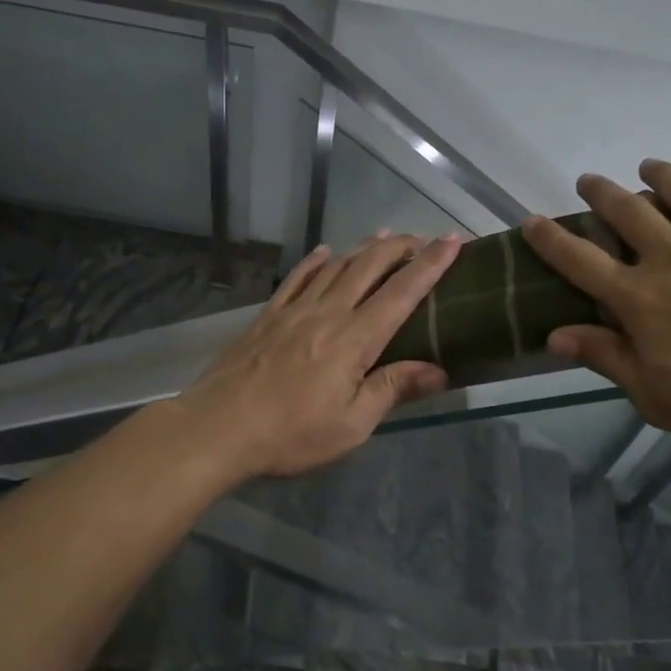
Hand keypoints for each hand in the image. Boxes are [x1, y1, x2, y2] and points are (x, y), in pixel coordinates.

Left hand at [175, 231, 461, 480]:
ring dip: (363, 248)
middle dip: (399, 248)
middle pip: (369, 268)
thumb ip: (392, 390)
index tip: (452, 241)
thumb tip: (439, 370)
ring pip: (335, 267)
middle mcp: (327, 313)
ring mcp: (294, 310)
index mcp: (354, 339)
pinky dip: (314, 261)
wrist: (218, 428)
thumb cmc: (291, 434)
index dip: (431, 265)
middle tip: (422, 237)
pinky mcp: (268, 316)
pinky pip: (296, 278)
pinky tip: (324, 252)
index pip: (402, 293)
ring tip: (384, 236)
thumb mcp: (351, 425)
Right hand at [521, 156, 670, 458]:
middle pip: (625, 210)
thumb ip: (607, 359)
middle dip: (600, 193)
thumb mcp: (658, 398)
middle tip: (590, 181)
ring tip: (649, 167)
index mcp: (640, 298)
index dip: (550, 239)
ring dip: (658, 173)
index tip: (531, 220)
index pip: (578, 260)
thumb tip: (554, 335)